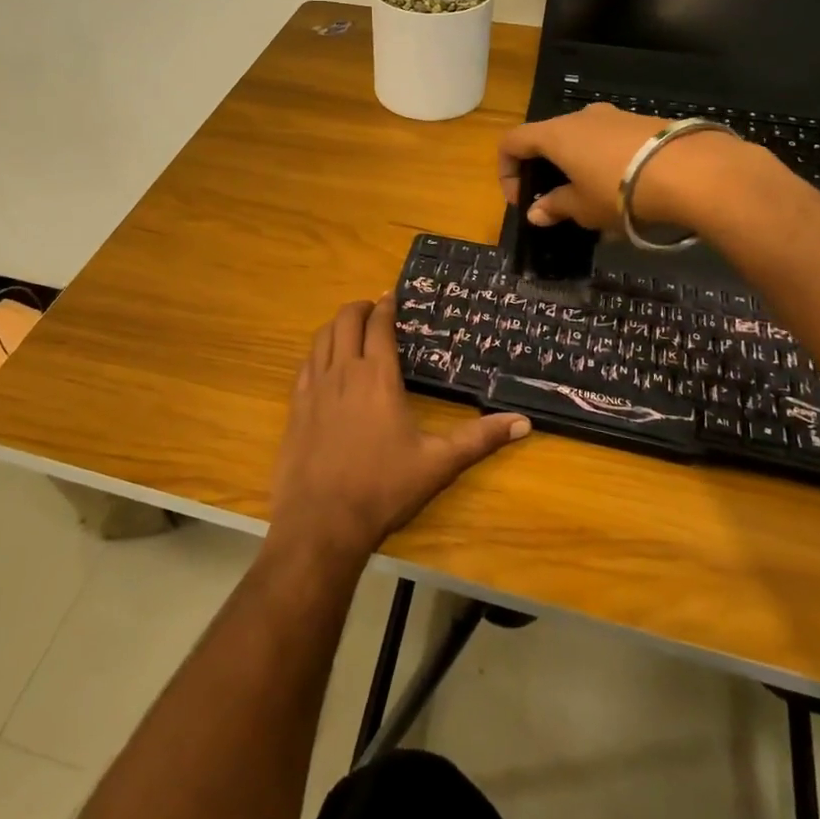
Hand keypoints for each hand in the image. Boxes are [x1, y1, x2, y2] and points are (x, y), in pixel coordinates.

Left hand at [270, 296, 529, 563]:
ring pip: (321, 338)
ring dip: (336, 325)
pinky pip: (305, 364)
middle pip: (345, 321)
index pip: (378, 325)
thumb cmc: (383, 488)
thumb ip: (480, 439)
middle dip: (359, 307)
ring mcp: (313, 388)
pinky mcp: (295, 407)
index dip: (385, 306)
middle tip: (372, 308)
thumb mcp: (438, 463)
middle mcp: (342, 371)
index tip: (392, 297)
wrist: (321, 521)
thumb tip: (524, 422)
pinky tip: (324, 363)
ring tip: (350, 329)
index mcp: (377, 376)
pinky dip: (317, 351)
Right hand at [497, 103, 755, 231]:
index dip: (506, 171)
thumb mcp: (583, 208)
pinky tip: (624, 190)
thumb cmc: (621, 191)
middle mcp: (580, 117)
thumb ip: (555, 207)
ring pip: (581, 139)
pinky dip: (604, 162)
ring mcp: (614, 116)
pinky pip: (610, 142)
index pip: (512, 142)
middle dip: (544, 170)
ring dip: (577, 166)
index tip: (521, 200)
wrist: (695, 172)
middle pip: (547, 138)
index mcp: (556, 134)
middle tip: (555, 201)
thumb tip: (535, 212)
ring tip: (593, 200)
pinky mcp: (643, 123)